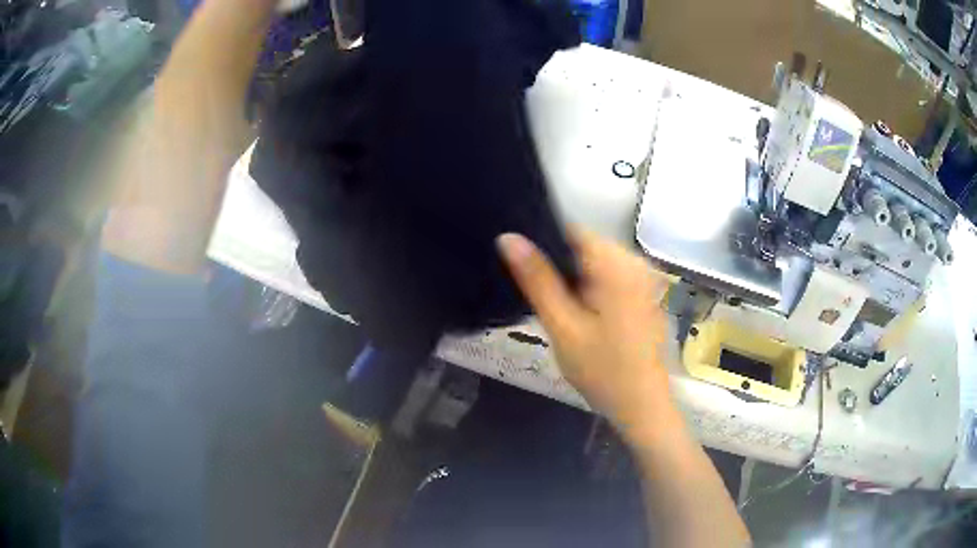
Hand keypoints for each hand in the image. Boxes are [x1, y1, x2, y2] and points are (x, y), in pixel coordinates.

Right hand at [497, 229, 675, 442]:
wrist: (642, 405)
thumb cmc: (602, 369)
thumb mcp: (563, 326)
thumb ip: (536, 280)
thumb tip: (507, 237)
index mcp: (616, 263)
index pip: (570, 229)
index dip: (542, 243)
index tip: (524, 270)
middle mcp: (635, 261)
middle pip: (583, 245)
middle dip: (559, 266)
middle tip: (543, 301)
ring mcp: (644, 277)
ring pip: (594, 262)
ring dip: (574, 280)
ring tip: (559, 310)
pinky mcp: (644, 292)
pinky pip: (609, 276)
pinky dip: (591, 288)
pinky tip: (582, 316)